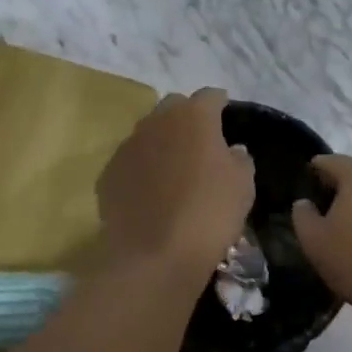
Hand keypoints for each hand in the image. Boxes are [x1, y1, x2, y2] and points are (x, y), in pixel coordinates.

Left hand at [97, 89, 253, 274]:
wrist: (153, 255)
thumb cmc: (208, 213)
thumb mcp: (243, 185)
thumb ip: (239, 159)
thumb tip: (231, 150)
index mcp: (193, 116)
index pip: (210, 96)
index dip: (221, 105)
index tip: (227, 117)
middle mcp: (156, 121)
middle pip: (174, 107)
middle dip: (187, 118)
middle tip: (200, 144)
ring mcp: (127, 146)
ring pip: (148, 133)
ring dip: (162, 144)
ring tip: (173, 170)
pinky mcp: (108, 173)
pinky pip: (130, 162)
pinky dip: (141, 170)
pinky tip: (150, 193)